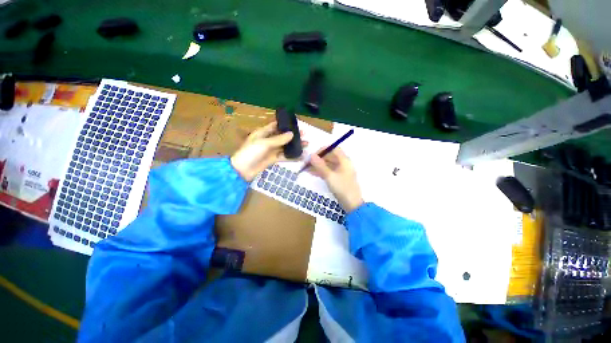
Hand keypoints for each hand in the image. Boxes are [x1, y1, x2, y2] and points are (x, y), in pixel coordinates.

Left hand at [231, 122, 304, 181]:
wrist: (242, 170)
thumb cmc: (251, 152)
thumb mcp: (264, 143)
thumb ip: (279, 139)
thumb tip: (292, 134)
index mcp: (262, 133)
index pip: (275, 126)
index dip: (285, 124)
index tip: (296, 124)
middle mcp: (267, 140)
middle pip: (282, 136)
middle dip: (292, 135)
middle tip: (304, 135)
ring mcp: (270, 150)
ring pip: (284, 146)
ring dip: (294, 146)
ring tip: (306, 144)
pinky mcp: (273, 159)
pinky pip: (284, 156)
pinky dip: (291, 156)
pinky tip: (300, 156)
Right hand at [308, 149, 363, 212]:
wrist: (352, 204)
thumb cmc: (342, 188)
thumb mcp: (329, 176)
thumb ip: (320, 165)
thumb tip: (311, 155)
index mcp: (344, 160)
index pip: (333, 149)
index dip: (323, 150)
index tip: (313, 155)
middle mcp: (343, 164)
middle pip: (330, 157)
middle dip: (318, 159)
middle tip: (307, 163)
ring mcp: (341, 171)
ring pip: (328, 165)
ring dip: (318, 166)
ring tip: (306, 169)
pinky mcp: (338, 178)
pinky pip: (329, 171)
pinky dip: (321, 171)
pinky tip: (312, 173)